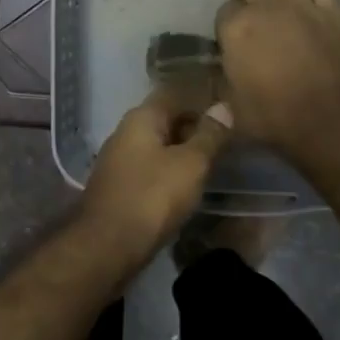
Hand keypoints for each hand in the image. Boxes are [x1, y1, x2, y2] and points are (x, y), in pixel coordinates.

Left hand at [82, 88, 232, 260]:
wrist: (109, 246)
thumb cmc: (153, 197)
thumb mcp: (190, 164)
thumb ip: (209, 135)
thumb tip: (223, 107)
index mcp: (141, 118)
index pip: (175, 93)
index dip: (203, 96)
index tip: (230, 104)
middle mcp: (125, 133)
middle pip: (166, 119)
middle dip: (195, 125)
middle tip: (230, 134)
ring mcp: (119, 161)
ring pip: (159, 146)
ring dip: (184, 150)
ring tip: (215, 158)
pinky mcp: (121, 187)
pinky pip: (152, 169)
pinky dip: (172, 171)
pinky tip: (190, 182)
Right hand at [214, 0, 339, 156]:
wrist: (332, 119)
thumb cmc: (275, 119)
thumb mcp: (234, 111)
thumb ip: (224, 89)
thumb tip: (220, 84)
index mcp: (235, 29)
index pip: (222, 11)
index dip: (226, 25)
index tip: (232, 40)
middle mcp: (265, 7)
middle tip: (252, 13)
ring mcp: (302, 4)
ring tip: (279, 3)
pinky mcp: (333, 10)